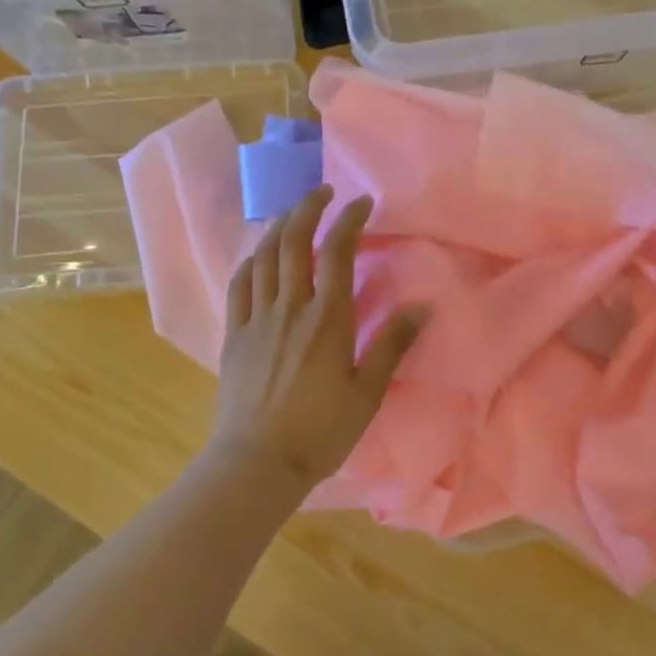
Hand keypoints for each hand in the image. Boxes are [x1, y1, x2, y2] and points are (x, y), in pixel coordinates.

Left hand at [210, 186, 424, 492]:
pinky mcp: (234, 334)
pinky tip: (259, 256)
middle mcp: (289, 307)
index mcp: (327, 319)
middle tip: (323, 193)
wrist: (258, 462)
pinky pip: (239, 284)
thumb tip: (422, 305)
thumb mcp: (367, 392)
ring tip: (293, 214)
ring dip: (278, 226)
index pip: (338, 252)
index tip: (361, 203)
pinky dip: (251, 260)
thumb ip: (392, 344)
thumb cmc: (321, 431)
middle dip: (308, 208)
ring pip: (263, 256)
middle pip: (294, 241)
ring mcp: (256, 318)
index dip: (349, 220)